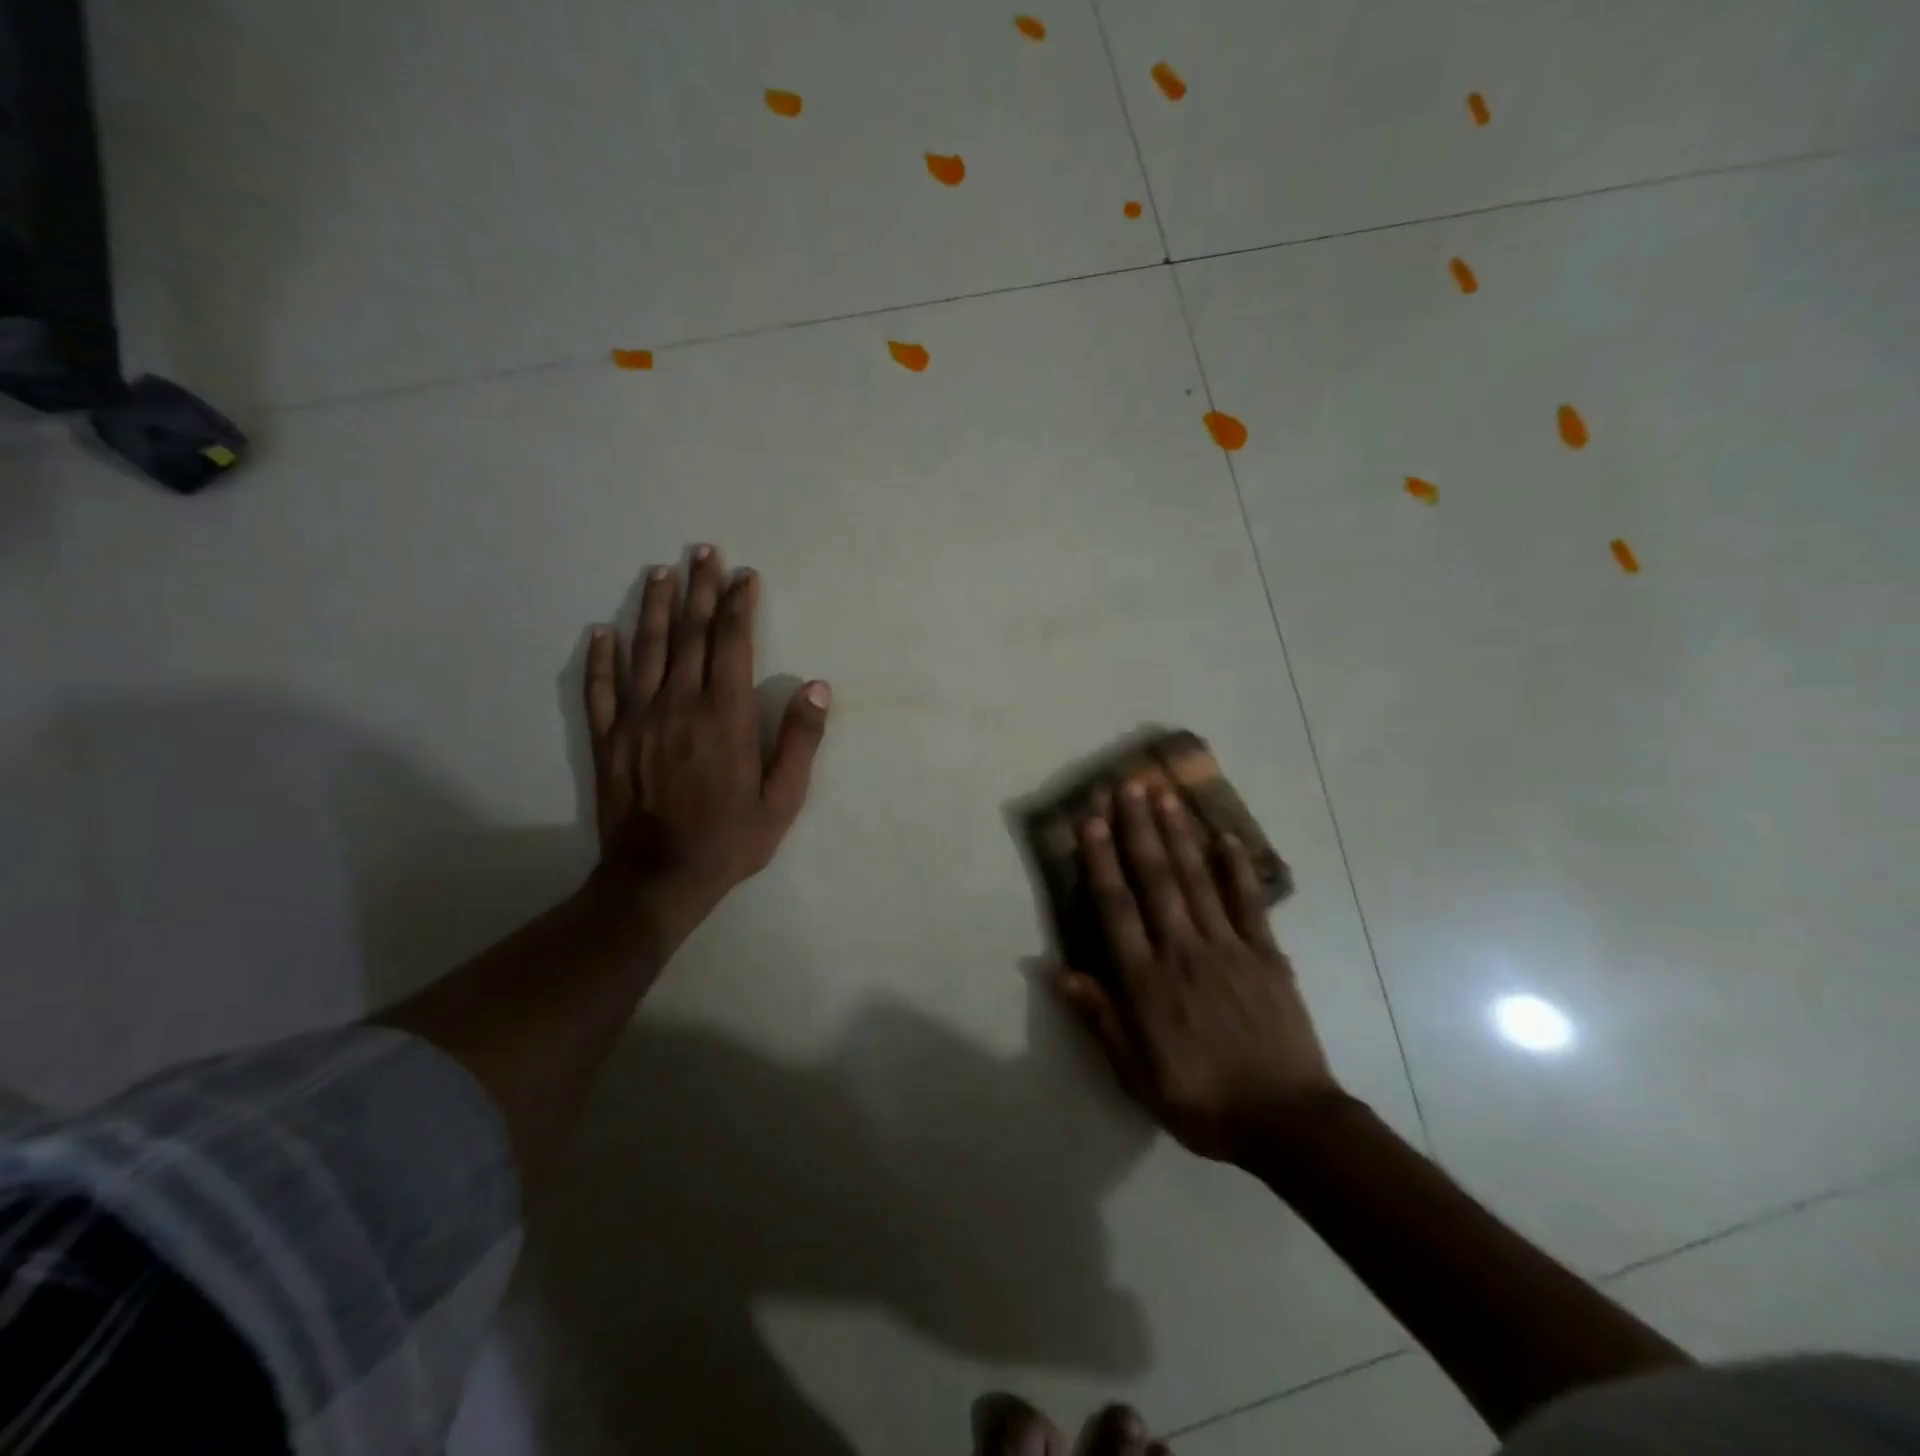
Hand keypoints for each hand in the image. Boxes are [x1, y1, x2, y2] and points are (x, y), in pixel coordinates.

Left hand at [584, 545, 828, 940]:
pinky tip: (602, 631)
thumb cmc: (731, 839)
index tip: (744, 575)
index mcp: (724, 716)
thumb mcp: (783, 799)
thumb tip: (817, 688)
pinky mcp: (608, 739)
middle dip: (699, 589)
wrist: (659, 878)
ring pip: (645, 650)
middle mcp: (678, 705)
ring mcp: (637, 719)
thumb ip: (800, 741)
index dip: (738, 605)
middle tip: (702, 551)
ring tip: (660, 572)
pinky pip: (600, 689)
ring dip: (654, 607)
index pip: (731, 644)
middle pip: (689, 635)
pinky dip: (600, 657)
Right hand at [1053, 780, 1342, 1164]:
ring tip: (1165, 795)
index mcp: (1147, 983)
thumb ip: (1099, 1019)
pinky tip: (1226, 836)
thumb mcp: (1136, 1075)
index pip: (1116, 908)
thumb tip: (1057, 971)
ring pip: (1197, 880)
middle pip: (1156, 880)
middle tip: (1128, 786)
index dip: (1102, 861)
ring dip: (1178, 835)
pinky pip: (1249, 902)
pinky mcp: (1265, 954)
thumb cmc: (1203, 1101)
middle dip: (1139, 830)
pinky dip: (1237, 867)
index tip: (1092, 822)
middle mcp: (1182, 952)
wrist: (1287, 1123)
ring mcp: (1228, 948)